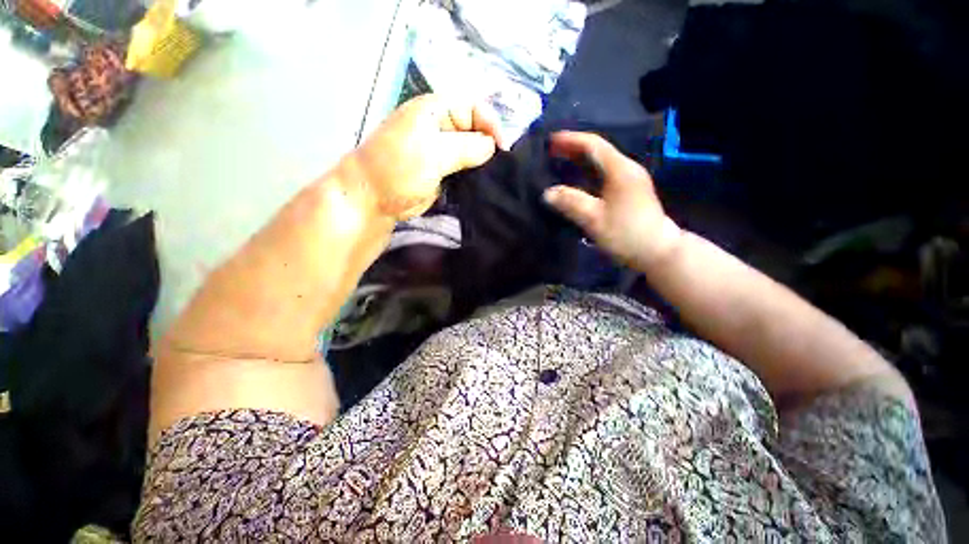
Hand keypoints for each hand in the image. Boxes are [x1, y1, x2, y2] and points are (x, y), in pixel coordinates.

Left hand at [351, 94, 505, 219]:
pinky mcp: (443, 172)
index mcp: (435, 111)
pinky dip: (474, 176)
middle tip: (500, 168)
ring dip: (483, 164)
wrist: (375, 199)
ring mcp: (442, 151)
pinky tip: (483, 184)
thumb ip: (466, 148)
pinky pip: (465, 170)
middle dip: (489, 146)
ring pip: (472, 152)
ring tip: (494, 178)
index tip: (503, 150)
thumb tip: (492, 146)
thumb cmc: (398, 168)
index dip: (491, 125)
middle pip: (475, 130)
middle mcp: (441, 127)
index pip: (474, 108)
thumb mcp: (433, 153)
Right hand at [543, 132, 682, 271]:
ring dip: (580, 161)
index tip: (550, 141)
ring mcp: (630, 180)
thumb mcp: (594, 219)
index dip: (571, 141)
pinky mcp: (629, 192)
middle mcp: (626, 169)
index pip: (593, 146)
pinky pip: (604, 175)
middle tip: (551, 152)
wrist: (658, 251)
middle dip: (574, 149)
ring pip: (601, 163)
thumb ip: (570, 203)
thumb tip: (547, 193)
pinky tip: (577, 181)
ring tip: (560, 163)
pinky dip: (587, 173)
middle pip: (598, 151)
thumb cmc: (626, 234)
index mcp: (620, 170)